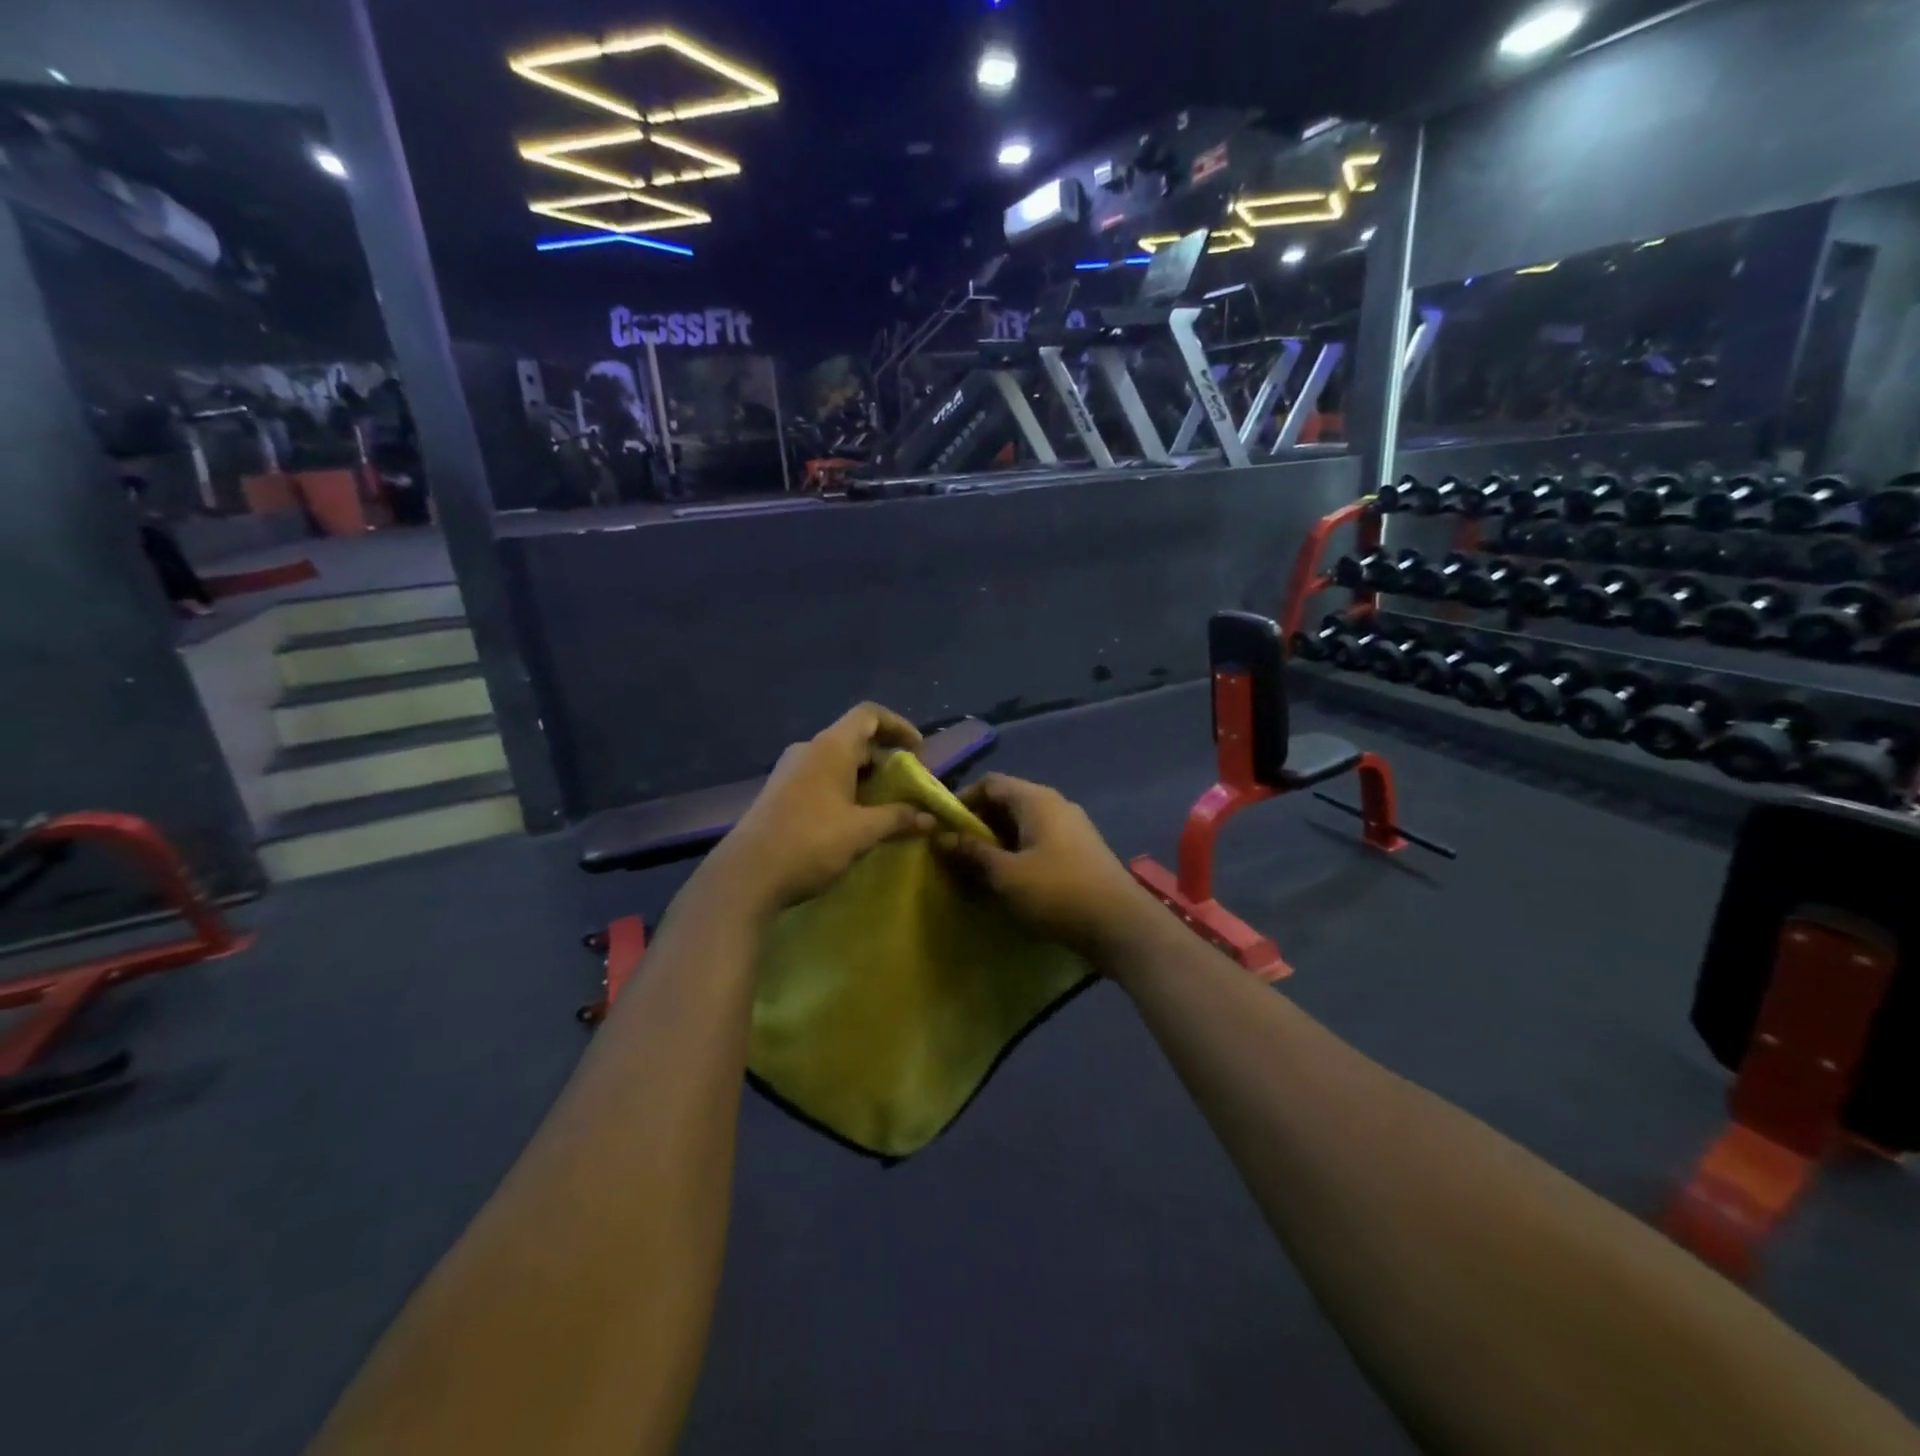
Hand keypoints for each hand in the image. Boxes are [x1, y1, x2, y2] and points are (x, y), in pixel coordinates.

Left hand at [711, 703, 934, 913]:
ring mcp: (791, 772)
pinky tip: (855, 821)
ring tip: (887, 807)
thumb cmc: (810, 842)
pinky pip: (822, 780)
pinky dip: (846, 791)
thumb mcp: (862, 832)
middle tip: (908, 787)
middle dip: (887, 760)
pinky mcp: (780, 794)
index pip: (869, 715)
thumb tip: (930, 817)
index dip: (899, 726)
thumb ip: (898, 818)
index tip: (919, 752)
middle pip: (856, 739)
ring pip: (838, 763)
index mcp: (831, 747)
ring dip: (866, 779)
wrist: (746, 876)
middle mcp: (809, 750)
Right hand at [936, 773, 1154, 958]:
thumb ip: (972, 852)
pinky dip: (1017, 854)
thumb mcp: (1006, 874)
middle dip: (977, 824)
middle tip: (953, 851)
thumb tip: (940, 836)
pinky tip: (1007, 880)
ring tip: (974, 869)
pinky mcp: (1079, 852)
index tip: (940, 825)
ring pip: (1023, 825)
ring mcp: (1071, 828)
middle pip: (1006, 802)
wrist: (1121, 925)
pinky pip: (1039, 842)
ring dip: (997, 842)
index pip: (990, 782)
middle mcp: (1055, 805)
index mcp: (1037, 800)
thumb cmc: (1058, 892)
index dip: (962, 799)